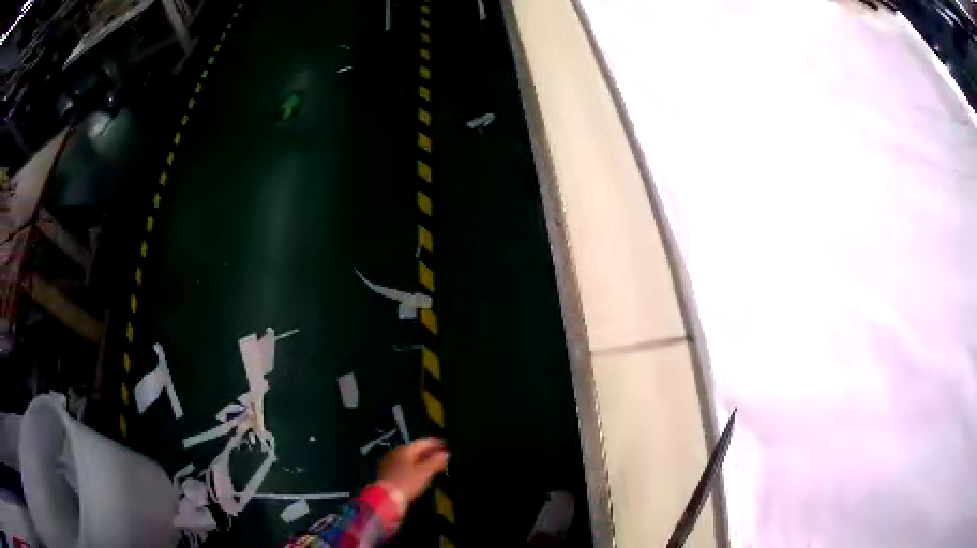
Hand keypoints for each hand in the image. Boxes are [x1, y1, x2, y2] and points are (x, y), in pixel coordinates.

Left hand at [378, 437, 448, 503]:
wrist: (385, 498)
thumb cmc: (406, 482)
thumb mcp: (424, 472)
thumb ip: (436, 461)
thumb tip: (446, 453)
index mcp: (404, 449)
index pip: (423, 442)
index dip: (436, 443)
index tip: (446, 445)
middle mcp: (395, 452)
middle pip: (415, 449)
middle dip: (429, 452)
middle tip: (442, 455)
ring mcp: (389, 462)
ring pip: (409, 458)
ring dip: (422, 460)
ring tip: (433, 465)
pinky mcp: (387, 472)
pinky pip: (403, 465)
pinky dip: (413, 466)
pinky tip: (420, 472)